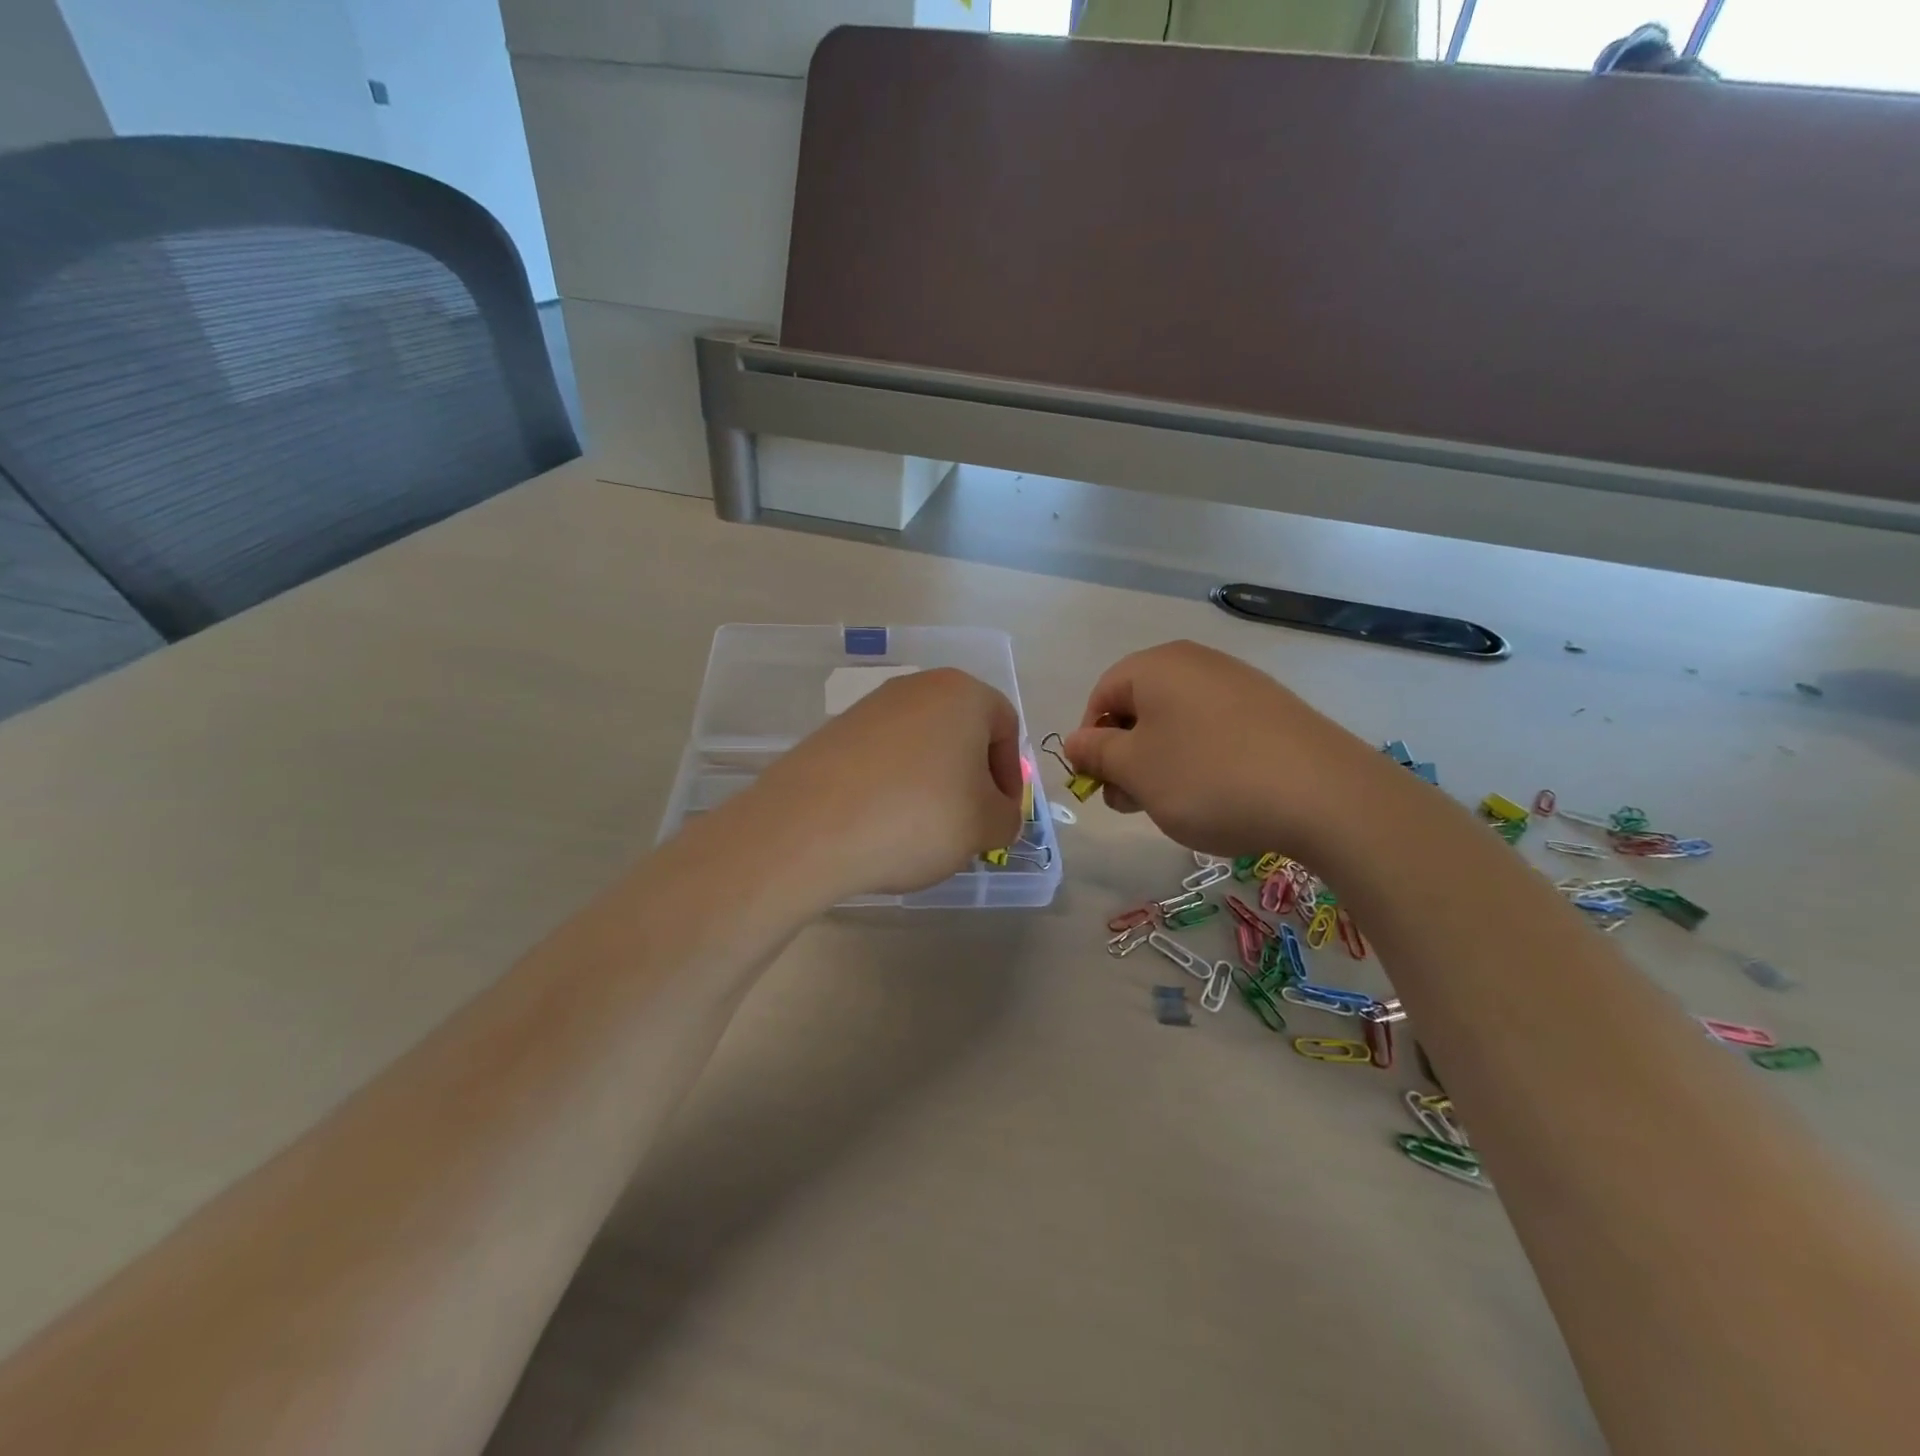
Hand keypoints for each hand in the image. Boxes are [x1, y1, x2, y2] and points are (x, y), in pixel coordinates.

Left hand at [745, 668, 1024, 898]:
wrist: (811, 826)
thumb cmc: (919, 816)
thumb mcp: (985, 826)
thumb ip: (1007, 817)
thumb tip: (996, 814)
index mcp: (962, 693)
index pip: (1007, 727)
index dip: (1011, 776)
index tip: (999, 816)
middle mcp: (916, 688)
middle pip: (961, 733)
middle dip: (971, 780)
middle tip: (966, 826)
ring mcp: (870, 708)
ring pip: (920, 747)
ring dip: (931, 785)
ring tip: (920, 831)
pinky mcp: (834, 733)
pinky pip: (882, 759)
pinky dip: (892, 787)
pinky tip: (882, 824)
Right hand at [1063, 641, 1380, 856]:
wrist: (1325, 795)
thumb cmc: (1209, 778)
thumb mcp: (1135, 771)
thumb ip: (1095, 753)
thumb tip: (1074, 741)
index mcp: (1156, 666)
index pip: (1101, 696)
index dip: (1089, 741)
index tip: (1099, 784)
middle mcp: (1197, 663)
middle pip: (1139, 708)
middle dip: (1125, 757)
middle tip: (1131, 803)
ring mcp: (1239, 684)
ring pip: (1177, 722)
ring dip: (1161, 763)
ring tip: (1174, 806)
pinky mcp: (1271, 710)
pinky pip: (1215, 730)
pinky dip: (1201, 761)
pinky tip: (1217, 795)